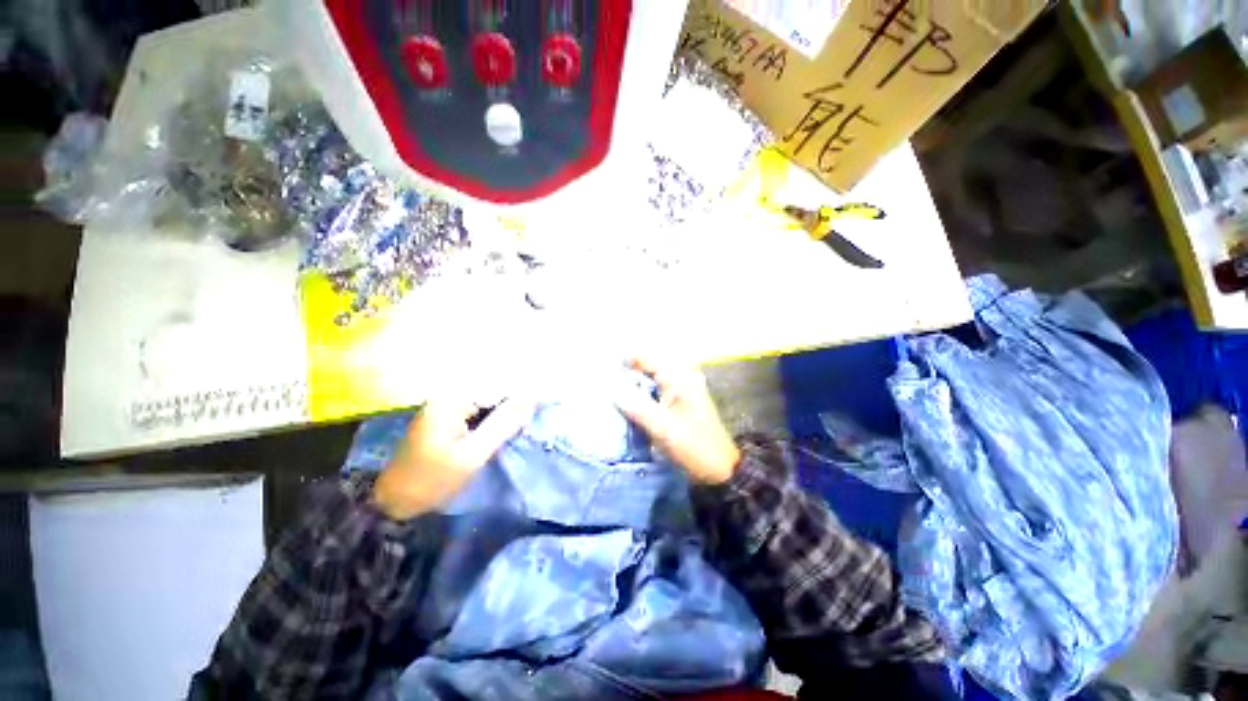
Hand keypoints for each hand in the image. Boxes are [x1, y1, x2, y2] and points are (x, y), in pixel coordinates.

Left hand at [373, 398, 533, 519]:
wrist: (393, 501)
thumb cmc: (432, 480)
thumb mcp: (473, 454)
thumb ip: (503, 424)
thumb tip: (532, 397)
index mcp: (452, 399)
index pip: (498, 384)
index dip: (522, 394)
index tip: (541, 405)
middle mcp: (448, 394)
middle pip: (493, 389)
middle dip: (514, 403)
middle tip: (530, 420)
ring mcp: (446, 404)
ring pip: (488, 400)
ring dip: (504, 412)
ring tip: (520, 425)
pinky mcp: (447, 415)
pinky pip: (478, 409)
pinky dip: (492, 418)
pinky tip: (502, 429)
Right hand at [616, 357, 740, 484]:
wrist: (721, 468)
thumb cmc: (694, 447)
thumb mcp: (664, 429)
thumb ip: (638, 407)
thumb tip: (612, 389)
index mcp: (680, 378)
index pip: (648, 357)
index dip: (625, 359)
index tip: (604, 367)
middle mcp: (683, 375)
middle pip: (650, 361)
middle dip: (629, 366)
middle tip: (607, 376)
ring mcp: (684, 385)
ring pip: (654, 372)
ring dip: (636, 375)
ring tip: (614, 383)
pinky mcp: (682, 396)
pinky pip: (659, 383)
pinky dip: (644, 386)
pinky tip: (632, 395)